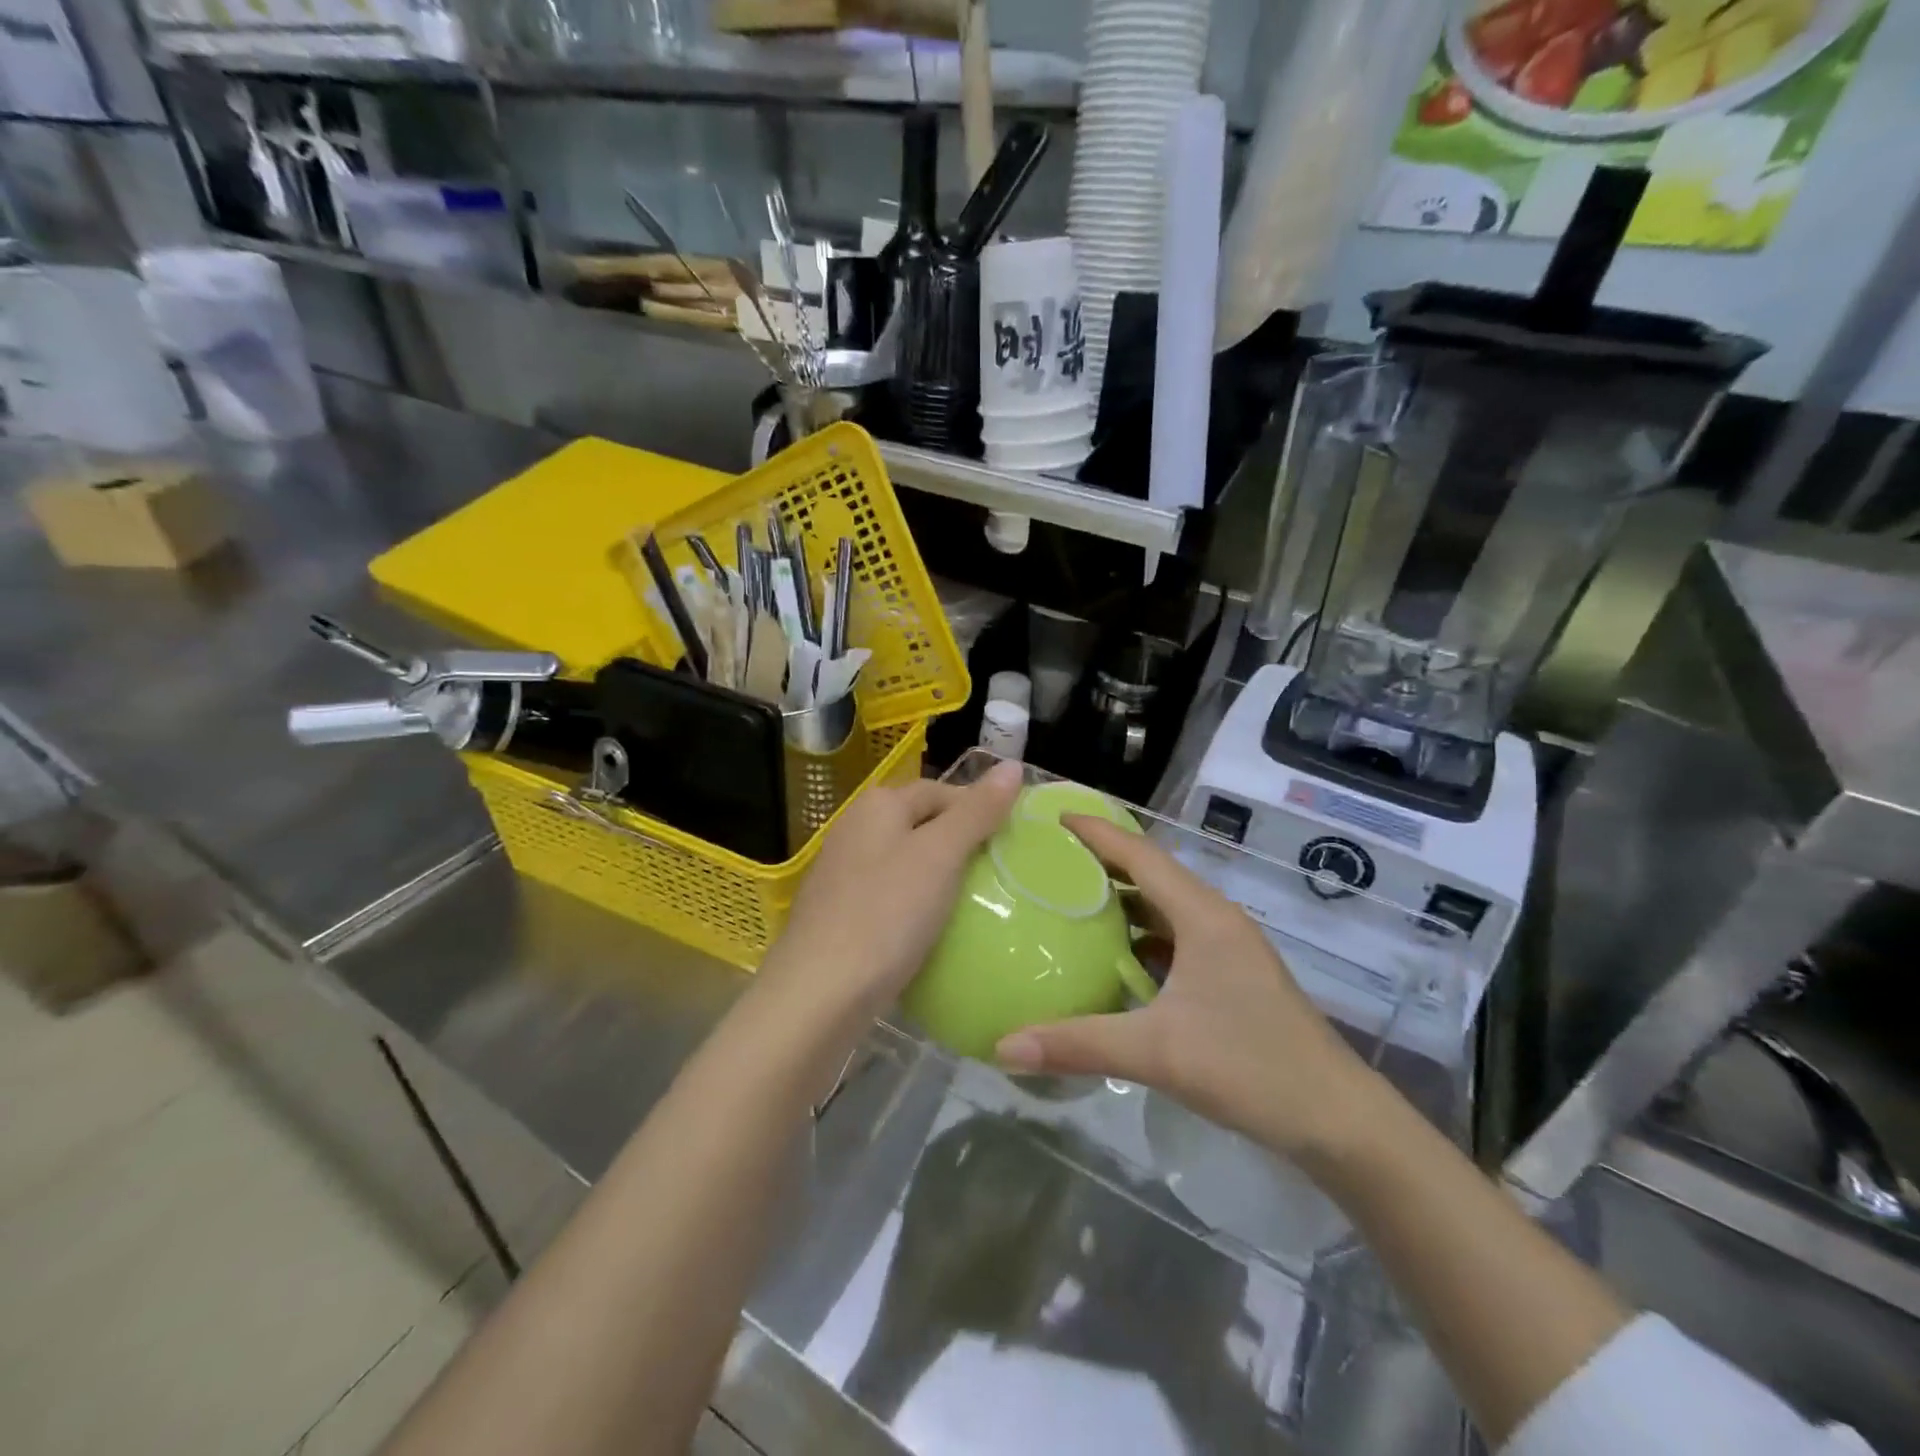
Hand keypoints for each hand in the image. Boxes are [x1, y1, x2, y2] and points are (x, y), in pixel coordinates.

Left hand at [761, 759, 1023, 1028]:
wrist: (818, 995)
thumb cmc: (886, 914)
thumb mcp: (940, 856)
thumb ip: (977, 811)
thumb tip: (1012, 766)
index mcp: (878, 805)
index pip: (941, 791)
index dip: (978, 809)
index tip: (1012, 841)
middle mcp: (855, 829)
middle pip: (922, 825)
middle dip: (961, 844)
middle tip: (1001, 874)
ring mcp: (843, 874)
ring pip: (906, 863)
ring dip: (940, 877)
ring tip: (977, 903)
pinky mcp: (840, 914)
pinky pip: (891, 897)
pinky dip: (917, 906)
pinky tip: (934, 932)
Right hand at [994, 815, 1384, 1165]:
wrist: (1338, 1119)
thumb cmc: (1252, 1068)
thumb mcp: (1157, 1053)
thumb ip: (1078, 1044)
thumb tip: (1003, 1046)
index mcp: (1202, 916)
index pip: (1141, 855)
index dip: (1097, 831)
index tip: (1053, 817)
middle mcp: (1215, 919)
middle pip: (1151, 872)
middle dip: (1102, 859)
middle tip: (1049, 857)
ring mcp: (1226, 948)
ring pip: (1164, 906)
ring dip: (1122, 898)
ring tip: (1070, 899)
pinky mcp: (1230, 975)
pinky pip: (1174, 936)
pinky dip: (1140, 934)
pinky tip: (1112, 956)